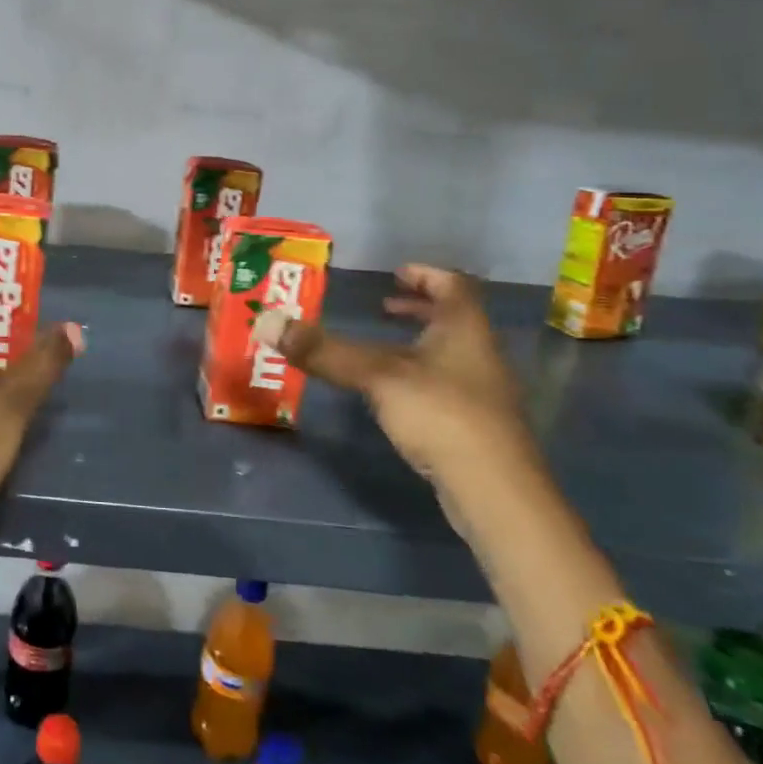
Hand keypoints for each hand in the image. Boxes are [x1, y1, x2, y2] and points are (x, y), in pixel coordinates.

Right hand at [263, 264, 538, 493]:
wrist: (494, 489)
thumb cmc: (440, 415)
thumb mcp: (376, 376)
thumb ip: (324, 351)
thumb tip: (268, 322)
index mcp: (465, 330)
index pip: (453, 286)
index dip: (425, 275)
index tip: (396, 274)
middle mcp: (480, 354)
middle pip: (454, 320)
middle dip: (418, 310)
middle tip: (383, 308)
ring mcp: (482, 392)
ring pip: (450, 354)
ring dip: (418, 344)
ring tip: (381, 350)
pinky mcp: (477, 425)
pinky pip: (446, 385)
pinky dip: (419, 377)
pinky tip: (395, 396)